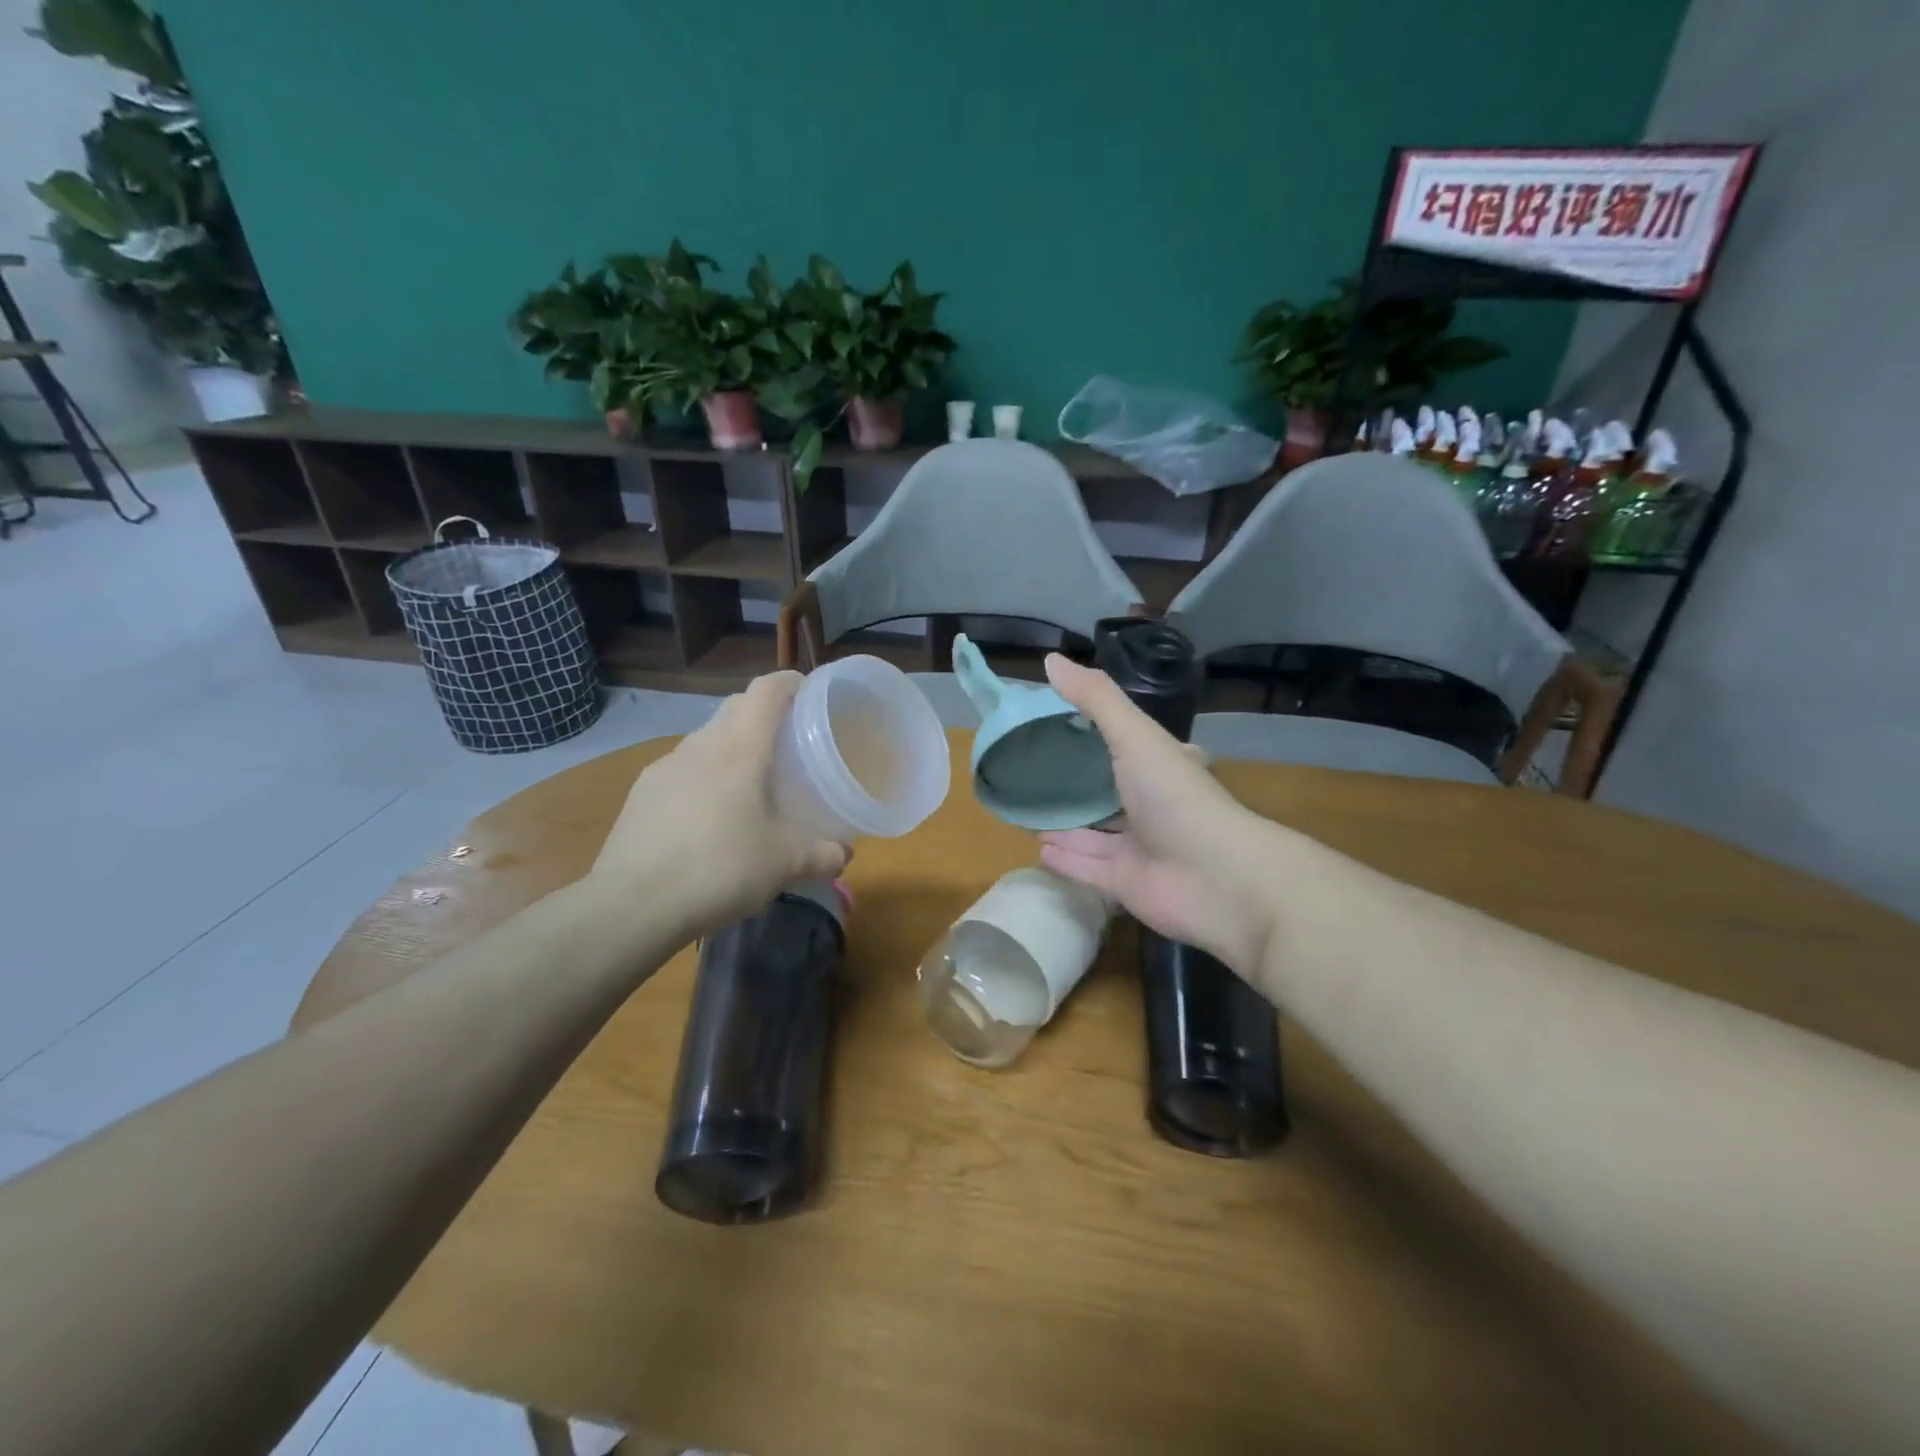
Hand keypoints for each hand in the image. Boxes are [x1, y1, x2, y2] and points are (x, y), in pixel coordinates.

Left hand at [591, 672, 848, 934]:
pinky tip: (710, 817)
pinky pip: (682, 770)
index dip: (790, 682)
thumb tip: (844, 856)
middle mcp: (700, 746)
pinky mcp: (641, 795)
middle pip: (735, 708)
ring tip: (750, 783)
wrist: (633, 905)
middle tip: (789, 743)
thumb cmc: (720, 868)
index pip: (766, 691)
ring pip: (706, 739)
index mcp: (740, 749)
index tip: (810, 693)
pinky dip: (704, 777)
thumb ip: (822, 855)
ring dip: (731, 747)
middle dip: (763, 714)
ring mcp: (664, 768)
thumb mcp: (784, 864)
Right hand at [1037, 655, 1283, 972]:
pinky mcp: (1127, 884)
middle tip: (1038, 772)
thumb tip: (1050, 660)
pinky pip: (1088, 868)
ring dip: (1067, 824)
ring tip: (1028, 810)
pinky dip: (1065, 859)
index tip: (1069, 723)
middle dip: (1080, 786)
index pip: (1133, 746)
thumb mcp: (1135, 736)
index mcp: (1162, 767)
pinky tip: (1037, 848)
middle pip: (1110, 793)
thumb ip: (1095, 699)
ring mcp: (1140, 848)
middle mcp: (1153, 806)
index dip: (1107, 736)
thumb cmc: (1176, 797)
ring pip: (1095, 834)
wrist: (1216, 878)